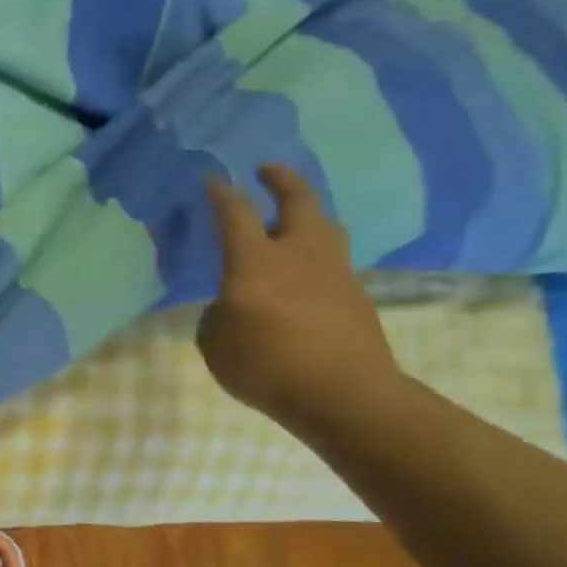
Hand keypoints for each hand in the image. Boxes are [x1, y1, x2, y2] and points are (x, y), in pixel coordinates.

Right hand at [197, 165, 406, 436]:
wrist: (344, 396)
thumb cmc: (266, 367)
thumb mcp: (215, 342)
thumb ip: (217, 314)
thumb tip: (232, 304)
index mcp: (255, 263)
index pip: (235, 214)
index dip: (221, 193)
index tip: (212, 179)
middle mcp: (298, 254)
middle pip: (298, 201)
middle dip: (281, 180)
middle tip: (267, 169)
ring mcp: (334, 272)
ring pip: (325, 225)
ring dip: (307, 211)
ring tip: (293, 214)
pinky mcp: (355, 294)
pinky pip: (333, 258)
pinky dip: (316, 250)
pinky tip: (305, 267)